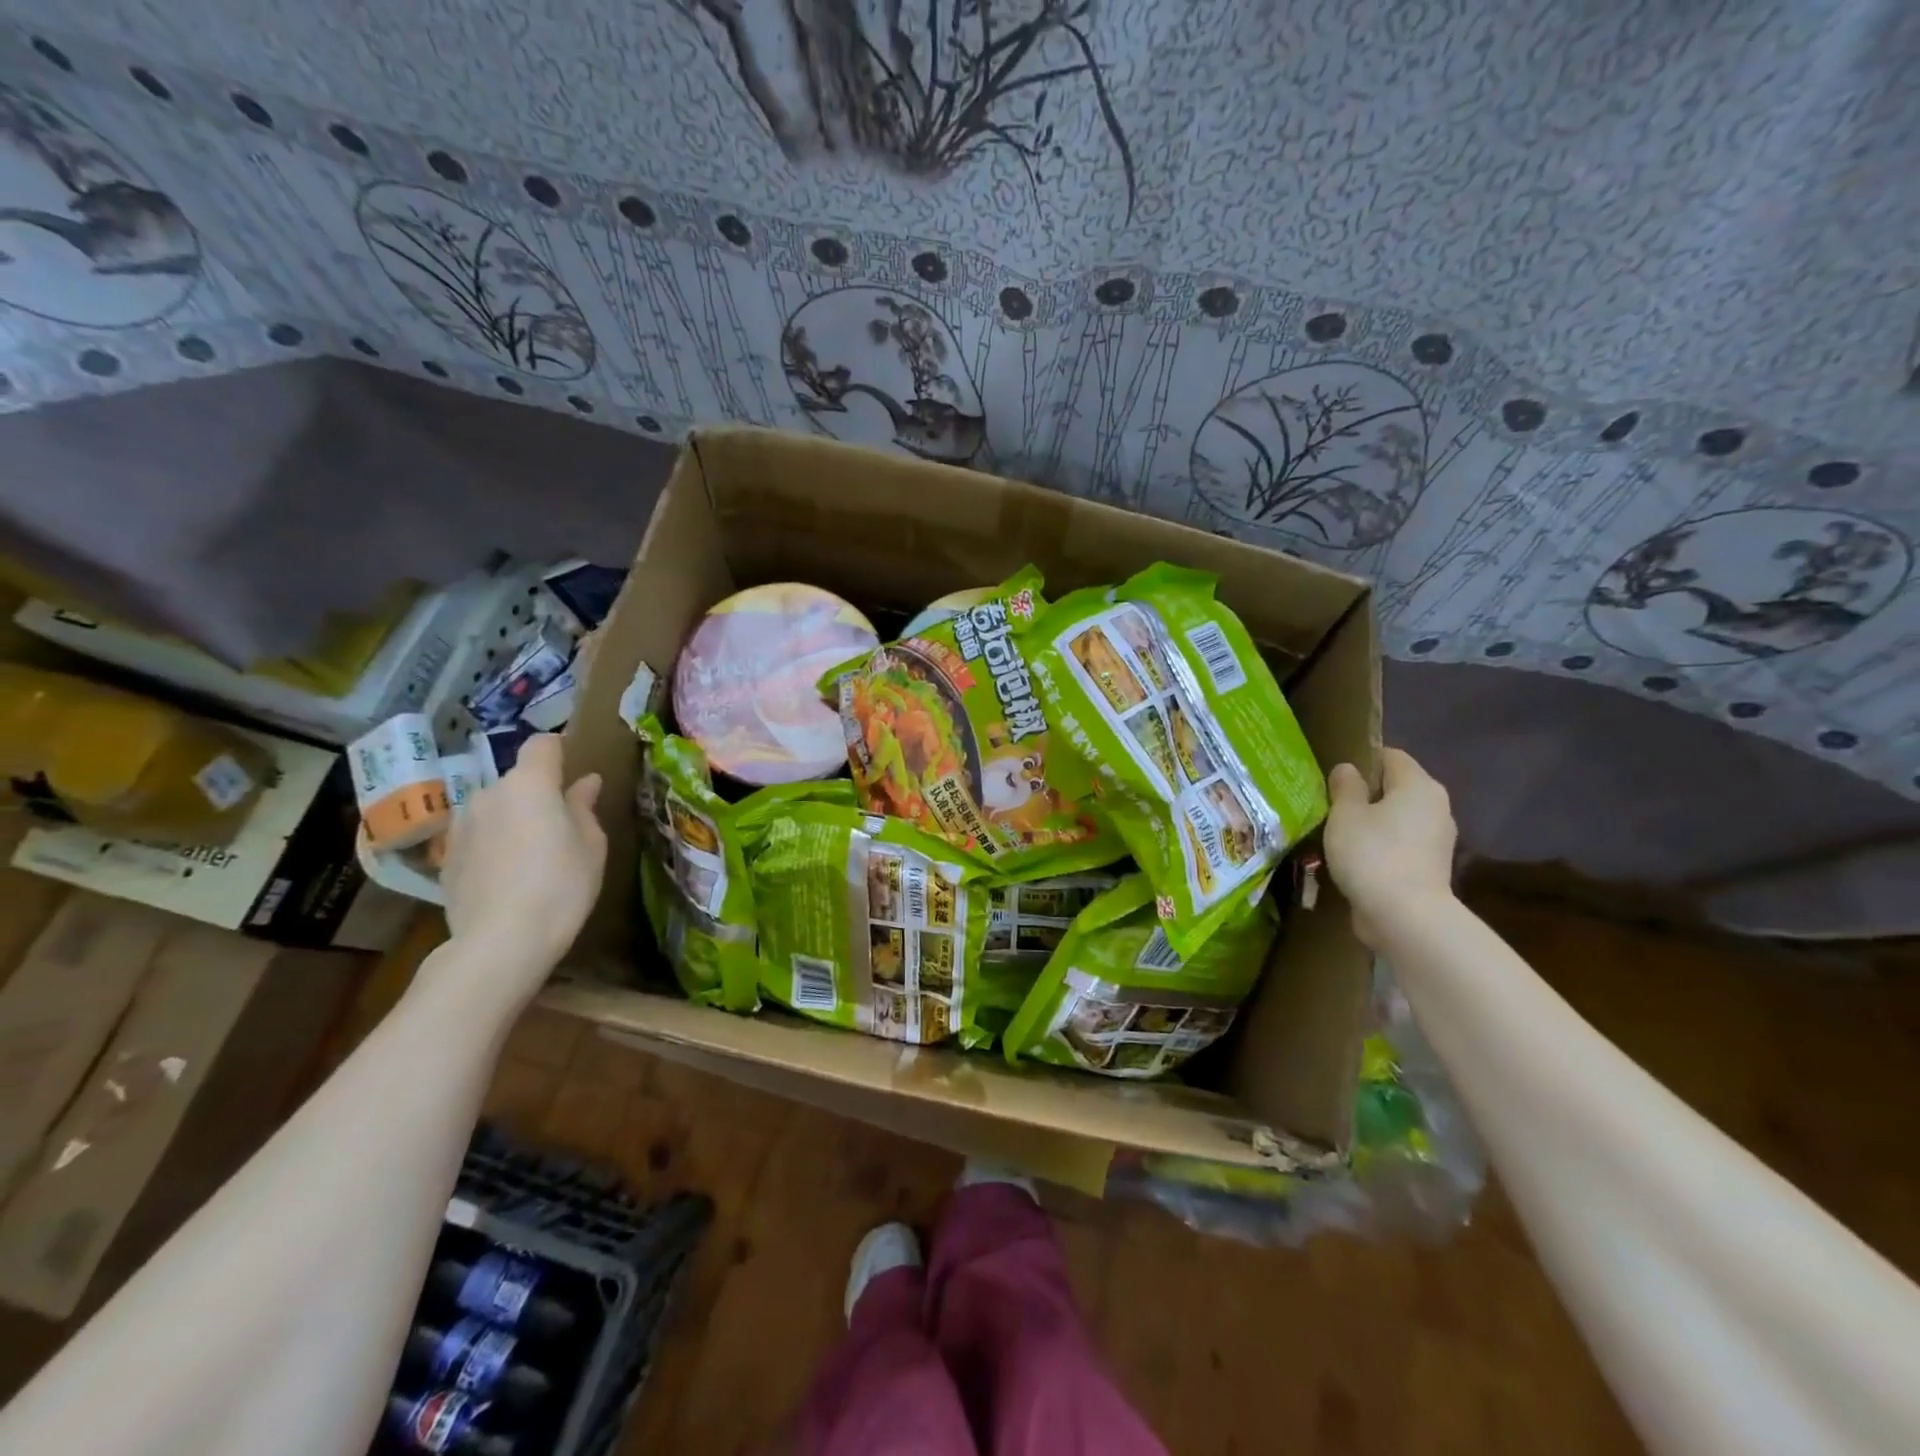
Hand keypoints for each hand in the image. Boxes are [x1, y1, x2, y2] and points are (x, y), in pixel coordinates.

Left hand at [437, 734, 606, 1004]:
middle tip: (562, 826)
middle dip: (538, 794)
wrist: (500, 942)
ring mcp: (462, 826)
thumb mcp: (590, 845)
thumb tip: (585, 782)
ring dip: (513, 820)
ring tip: (533, 856)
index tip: (575, 769)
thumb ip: (584, 807)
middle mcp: (489, 794)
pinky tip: (508, 878)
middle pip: (518, 781)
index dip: (560, 750)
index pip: (542, 744)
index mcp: (530, 784)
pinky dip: (494, 846)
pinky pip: (479, 837)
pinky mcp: (447, 857)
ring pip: (496, 809)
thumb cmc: (561, 885)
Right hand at [1323, 748, 1455, 947]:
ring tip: (1339, 834)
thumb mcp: (1345, 814)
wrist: (1406, 916)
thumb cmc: (1372, 853)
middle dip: (1366, 794)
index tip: (1333, 777)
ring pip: (1398, 819)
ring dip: (1372, 823)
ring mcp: (1438, 839)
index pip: (1390, 756)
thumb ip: (1345, 787)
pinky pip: (1401, 845)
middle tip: (1331, 804)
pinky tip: (1355, 859)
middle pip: (1396, 788)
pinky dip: (1381, 847)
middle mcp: (1436, 807)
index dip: (1361, 760)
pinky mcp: (1430, 867)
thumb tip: (1348, 769)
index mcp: (1418, 785)